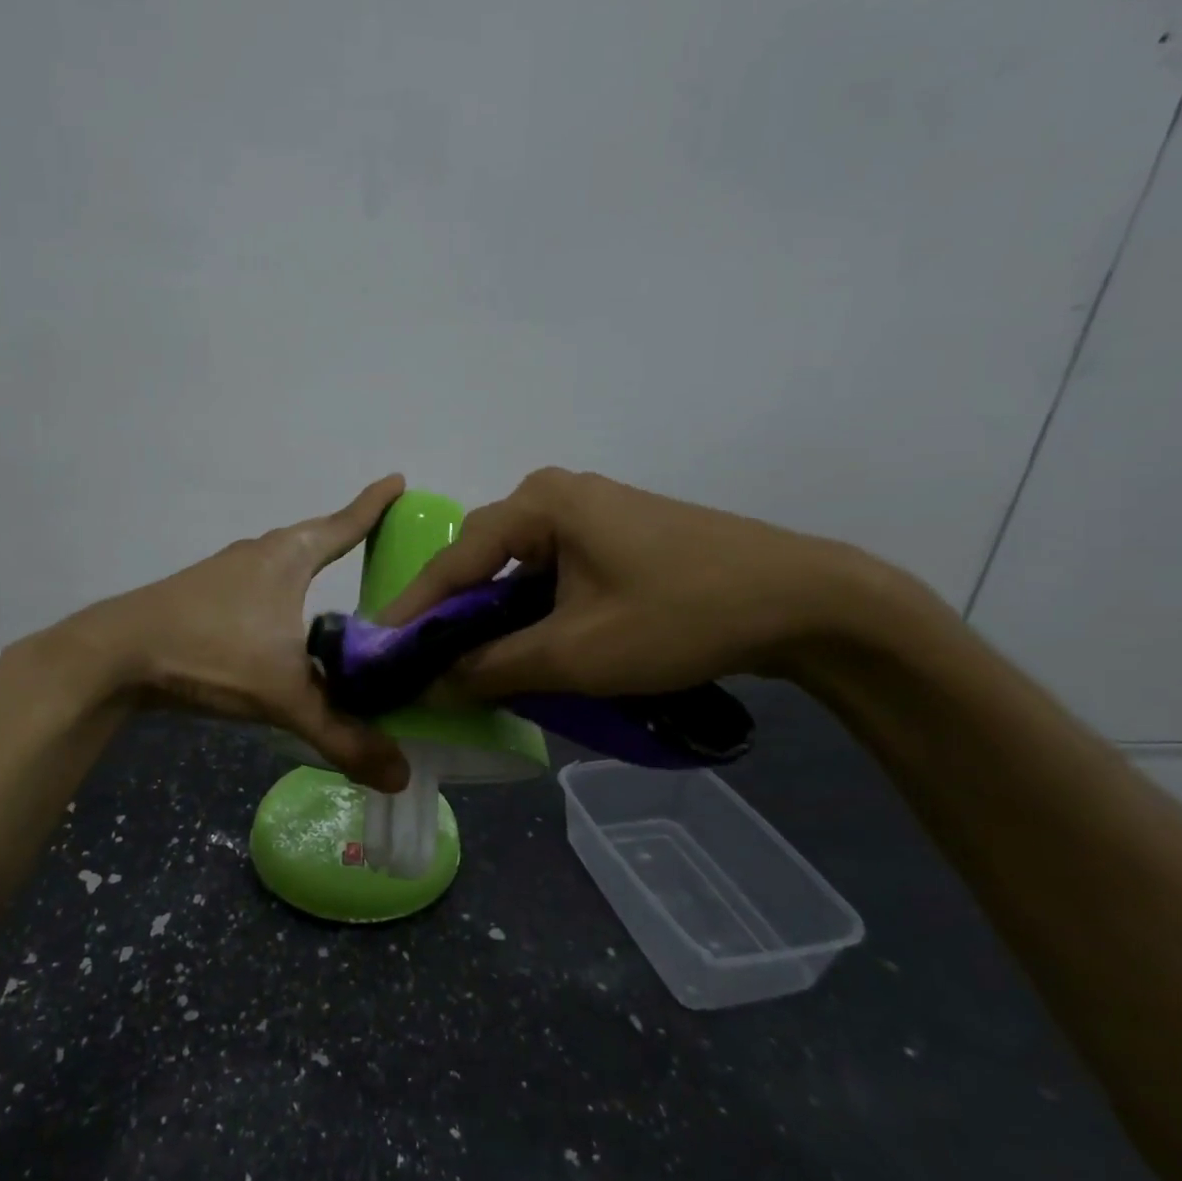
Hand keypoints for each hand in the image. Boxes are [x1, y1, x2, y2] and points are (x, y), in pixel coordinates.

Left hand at [35, 476, 411, 791]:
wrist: (114, 655)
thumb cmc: (210, 654)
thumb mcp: (284, 696)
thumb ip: (341, 735)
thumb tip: (400, 775)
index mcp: (287, 558)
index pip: (343, 525)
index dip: (374, 505)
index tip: (398, 480)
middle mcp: (258, 554)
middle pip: (312, 538)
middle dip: (344, 537)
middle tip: (376, 541)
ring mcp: (225, 572)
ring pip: (280, 563)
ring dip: (308, 568)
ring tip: (334, 587)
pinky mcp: (202, 595)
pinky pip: (258, 585)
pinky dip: (281, 595)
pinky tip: (280, 625)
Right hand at [378, 468, 872, 697]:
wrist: (803, 601)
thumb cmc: (679, 617)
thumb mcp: (575, 653)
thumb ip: (493, 668)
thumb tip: (431, 685)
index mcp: (540, 503)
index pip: (454, 561)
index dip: (413, 611)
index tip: (379, 651)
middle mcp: (558, 495)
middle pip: (484, 560)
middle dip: (454, 616)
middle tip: (425, 664)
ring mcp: (593, 514)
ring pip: (520, 570)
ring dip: (497, 618)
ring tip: (471, 664)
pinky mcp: (619, 537)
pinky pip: (555, 573)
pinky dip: (535, 611)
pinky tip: (531, 647)